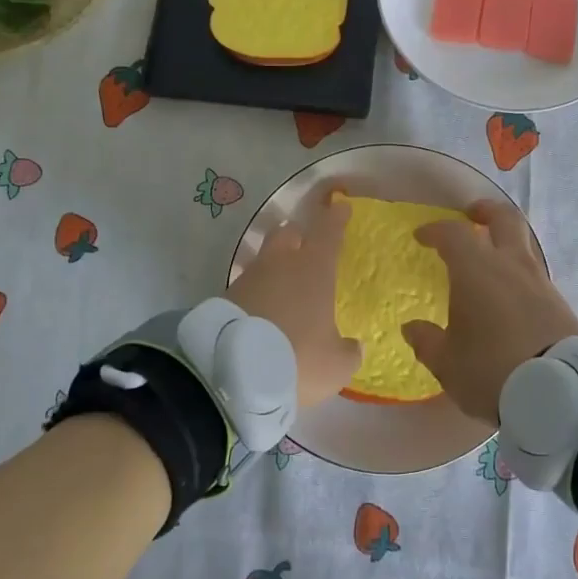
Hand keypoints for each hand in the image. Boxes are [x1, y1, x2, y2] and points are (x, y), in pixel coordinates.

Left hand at [227, 183, 360, 406]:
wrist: (232, 372)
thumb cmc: (297, 357)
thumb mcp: (335, 365)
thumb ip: (348, 352)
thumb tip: (352, 346)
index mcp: (314, 269)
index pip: (328, 231)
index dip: (336, 218)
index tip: (340, 206)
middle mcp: (281, 264)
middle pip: (288, 233)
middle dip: (298, 235)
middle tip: (306, 245)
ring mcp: (249, 278)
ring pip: (265, 260)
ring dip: (274, 268)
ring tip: (283, 289)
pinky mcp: (224, 298)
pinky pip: (247, 286)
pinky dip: (257, 293)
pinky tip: (262, 313)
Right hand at [402, 199, 577, 422]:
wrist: (557, 391)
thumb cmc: (490, 369)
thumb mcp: (447, 362)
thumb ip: (427, 341)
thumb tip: (412, 328)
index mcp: (476, 271)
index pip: (453, 234)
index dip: (435, 230)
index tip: (422, 236)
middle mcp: (510, 265)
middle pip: (503, 219)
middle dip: (485, 211)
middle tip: (472, 215)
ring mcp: (539, 281)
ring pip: (524, 245)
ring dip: (506, 243)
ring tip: (491, 260)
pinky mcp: (559, 301)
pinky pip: (535, 274)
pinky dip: (519, 273)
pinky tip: (511, 295)